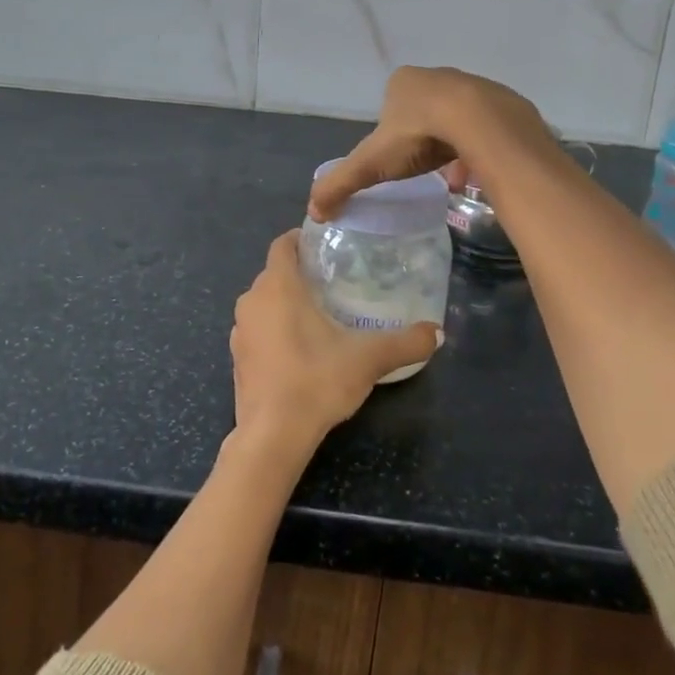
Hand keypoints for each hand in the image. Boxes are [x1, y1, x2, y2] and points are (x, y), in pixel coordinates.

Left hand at [229, 231, 441, 461]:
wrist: (272, 435)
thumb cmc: (316, 381)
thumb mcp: (368, 359)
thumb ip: (405, 343)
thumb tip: (437, 333)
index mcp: (278, 286)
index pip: (282, 245)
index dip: (301, 239)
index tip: (326, 246)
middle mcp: (252, 300)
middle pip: (274, 273)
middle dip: (300, 274)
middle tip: (333, 282)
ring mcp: (240, 331)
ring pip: (263, 302)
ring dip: (285, 303)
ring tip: (319, 314)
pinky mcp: (237, 358)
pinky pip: (257, 329)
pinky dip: (274, 329)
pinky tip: (299, 349)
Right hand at [308, 67, 549, 220]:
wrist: (480, 123)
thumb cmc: (419, 136)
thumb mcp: (371, 164)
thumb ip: (340, 184)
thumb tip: (312, 212)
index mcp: (403, 82)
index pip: (391, 107)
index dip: (392, 136)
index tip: (398, 162)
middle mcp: (438, 76)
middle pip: (426, 112)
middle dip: (424, 141)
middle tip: (424, 169)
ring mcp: (473, 85)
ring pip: (457, 120)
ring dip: (453, 145)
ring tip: (454, 177)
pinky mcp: (503, 101)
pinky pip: (487, 127)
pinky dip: (480, 147)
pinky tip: (479, 171)